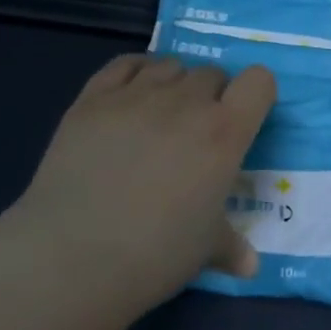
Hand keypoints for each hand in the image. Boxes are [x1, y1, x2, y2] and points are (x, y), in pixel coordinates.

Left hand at [12, 55, 276, 317]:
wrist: (72, 258)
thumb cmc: (154, 254)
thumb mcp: (205, 250)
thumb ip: (232, 245)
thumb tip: (250, 265)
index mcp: (224, 133)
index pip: (259, 81)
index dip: (256, 95)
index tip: (245, 120)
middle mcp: (186, 102)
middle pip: (212, 73)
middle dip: (212, 96)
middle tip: (197, 133)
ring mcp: (137, 95)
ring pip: (170, 65)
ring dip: (175, 84)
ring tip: (161, 116)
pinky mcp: (93, 98)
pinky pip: (125, 64)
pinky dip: (136, 72)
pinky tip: (129, 97)